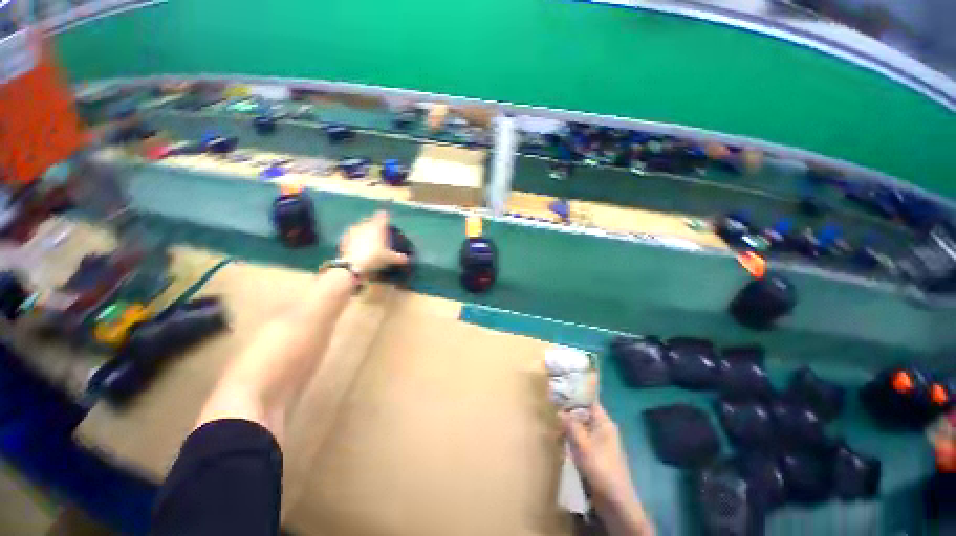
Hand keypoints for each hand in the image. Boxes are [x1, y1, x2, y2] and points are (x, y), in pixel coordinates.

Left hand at [339, 211, 408, 275]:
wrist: (352, 265)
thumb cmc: (373, 258)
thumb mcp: (388, 259)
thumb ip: (398, 257)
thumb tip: (407, 259)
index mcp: (377, 226)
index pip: (383, 215)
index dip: (385, 217)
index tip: (386, 220)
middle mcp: (366, 224)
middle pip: (371, 220)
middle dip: (374, 225)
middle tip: (377, 233)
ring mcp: (354, 230)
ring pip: (360, 226)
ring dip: (363, 231)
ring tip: (366, 240)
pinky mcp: (345, 237)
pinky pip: (351, 235)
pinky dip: (354, 239)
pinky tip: (356, 246)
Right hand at [561, 405, 653, 535]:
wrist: (613, 496)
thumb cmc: (600, 468)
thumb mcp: (583, 447)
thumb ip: (572, 428)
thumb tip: (561, 410)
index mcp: (606, 424)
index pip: (591, 404)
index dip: (576, 398)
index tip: (558, 392)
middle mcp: (605, 432)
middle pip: (586, 417)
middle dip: (570, 413)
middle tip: (548, 408)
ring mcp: (602, 446)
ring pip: (584, 431)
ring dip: (570, 428)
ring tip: (550, 424)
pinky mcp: (597, 459)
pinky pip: (583, 444)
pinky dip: (572, 441)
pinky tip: (560, 445)